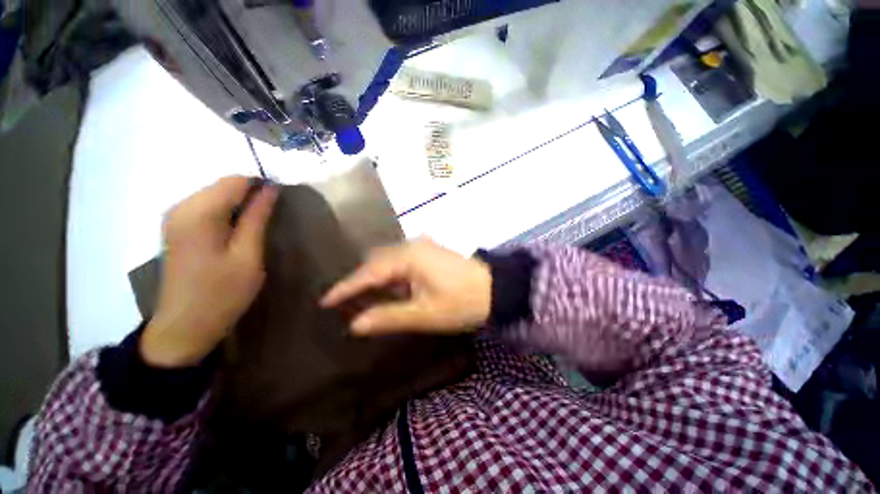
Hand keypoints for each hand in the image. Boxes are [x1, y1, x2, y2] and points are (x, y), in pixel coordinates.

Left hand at [140, 177, 278, 367]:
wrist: (184, 326)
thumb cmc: (222, 293)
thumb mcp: (248, 256)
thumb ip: (258, 218)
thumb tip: (272, 189)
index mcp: (198, 213)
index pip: (235, 180)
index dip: (262, 187)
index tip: (281, 206)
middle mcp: (181, 206)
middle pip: (224, 185)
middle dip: (251, 195)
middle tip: (272, 219)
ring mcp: (175, 217)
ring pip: (216, 194)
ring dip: (240, 205)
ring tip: (257, 227)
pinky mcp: (176, 227)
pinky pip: (207, 206)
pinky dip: (227, 212)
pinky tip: (237, 232)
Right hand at [321, 238, 491, 335]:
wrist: (496, 289)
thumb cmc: (462, 302)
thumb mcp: (425, 314)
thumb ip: (389, 317)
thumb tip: (355, 325)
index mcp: (408, 256)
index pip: (369, 272)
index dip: (346, 286)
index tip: (325, 300)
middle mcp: (412, 245)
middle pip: (376, 261)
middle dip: (360, 280)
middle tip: (344, 300)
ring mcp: (422, 246)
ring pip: (388, 259)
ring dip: (376, 276)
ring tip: (362, 295)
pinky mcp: (430, 252)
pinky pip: (401, 260)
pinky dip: (391, 273)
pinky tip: (389, 286)